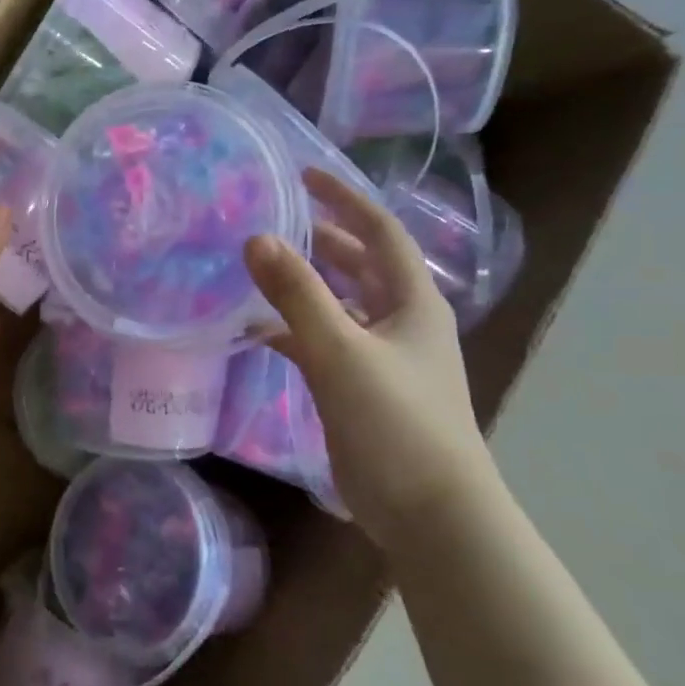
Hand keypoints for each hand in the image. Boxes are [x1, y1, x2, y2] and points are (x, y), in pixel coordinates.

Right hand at [245, 170, 497, 546]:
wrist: (428, 511)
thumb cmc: (396, 421)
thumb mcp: (342, 351)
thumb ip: (298, 294)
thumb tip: (257, 238)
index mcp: (412, 302)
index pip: (380, 231)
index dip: (345, 198)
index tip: (304, 174)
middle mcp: (400, 321)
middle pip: (361, 264)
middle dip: (323, 237)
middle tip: (277, 216)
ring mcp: (381, 357)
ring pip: (340, 304)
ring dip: (305, 283)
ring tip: (260, 264)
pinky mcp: (359, 388)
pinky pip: (322, 343)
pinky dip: (292, 330)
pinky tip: (256, 330)